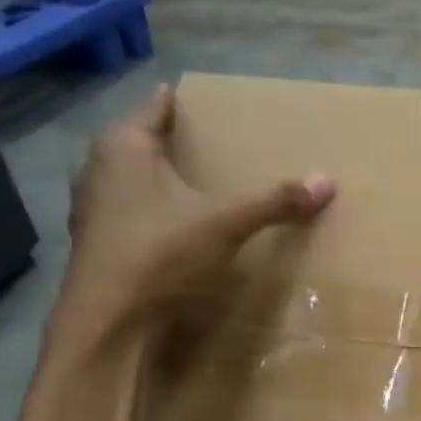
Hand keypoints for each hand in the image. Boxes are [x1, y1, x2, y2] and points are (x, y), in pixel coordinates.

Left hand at [55, 85, 334, 343]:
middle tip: (207, 139)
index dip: (175, 101)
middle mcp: (98, 169)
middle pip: (138, 142)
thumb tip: (327, 181)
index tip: (198, 96)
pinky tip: (175, 223)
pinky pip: (130, 211)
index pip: (154, 108)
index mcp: (123, 148)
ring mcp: (93, 209)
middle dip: (169, 140)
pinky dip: (152, 210)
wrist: (109, 324)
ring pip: (130, 179)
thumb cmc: (160, 254)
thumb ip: (274, 202)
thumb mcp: (226, 223)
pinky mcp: (98, 243)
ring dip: (158, 177)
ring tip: (194, 180)